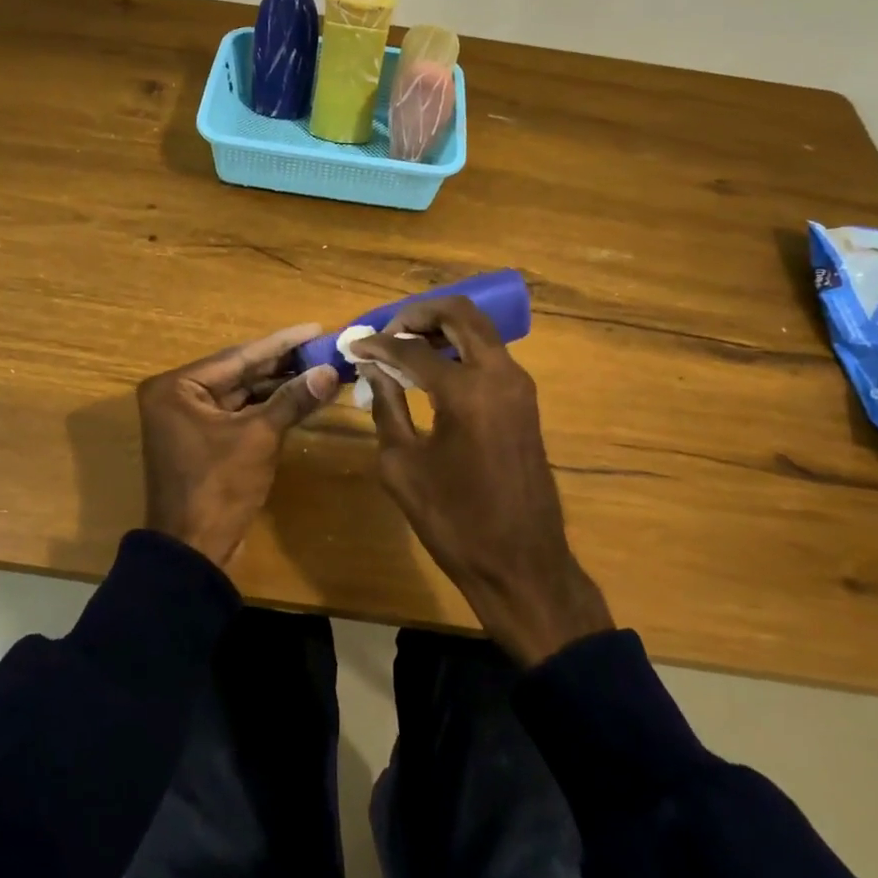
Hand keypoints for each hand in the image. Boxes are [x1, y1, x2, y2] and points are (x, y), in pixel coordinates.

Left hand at [137, 323, 340, 567]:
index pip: (238, 356)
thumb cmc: (218, 487)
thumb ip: (293, 399)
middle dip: (283, 363)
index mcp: (177, 387)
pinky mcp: (203, 440)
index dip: (281, 343)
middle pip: (240, 372)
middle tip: (324, 347)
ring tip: (321, 369)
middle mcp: (177, 396)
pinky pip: (240, 414)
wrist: (192, 552)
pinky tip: (302, 396)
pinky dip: (269, 408)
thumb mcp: (259, 437)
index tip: (315, 328)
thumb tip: (330, 372)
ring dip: (279, 386)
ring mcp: (189, 419)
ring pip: (242, 394)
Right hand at [350, 298, 613, 666]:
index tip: (353, 345)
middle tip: (386, 332)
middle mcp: (500, 374)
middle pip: (459, 314)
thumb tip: (373, 369)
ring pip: (478, 330)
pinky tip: (430, 369)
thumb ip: (386, 406)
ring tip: (403, 348)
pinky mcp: (525, 400)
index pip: (413, 348)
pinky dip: (459, 349)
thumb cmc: (455, 521)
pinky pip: (489, 354)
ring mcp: (519, 385)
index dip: (377, 345)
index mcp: (467, 391)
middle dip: (418, 314)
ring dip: (441, 328)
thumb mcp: (403, 466)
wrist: (522, 564)